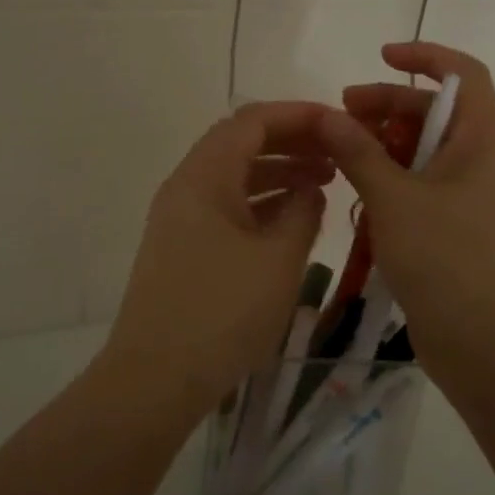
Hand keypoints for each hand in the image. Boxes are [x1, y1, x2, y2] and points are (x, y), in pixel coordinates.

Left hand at [102, 101, 332, 419]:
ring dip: (278, 173)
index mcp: (205, 176)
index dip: (299, 115)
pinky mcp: (182, 247)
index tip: (340, 125)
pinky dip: (261, 203)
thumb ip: (302, 212)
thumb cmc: (222, 313)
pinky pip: (226, 207)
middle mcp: (187, 186)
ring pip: (234, 176)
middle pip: (241, 143)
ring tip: (324, 184)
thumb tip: (310, 190)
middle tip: (337, 154)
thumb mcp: (278, 260)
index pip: (253, 121)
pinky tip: (292, 219)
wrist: (154, 379)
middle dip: (292, 142)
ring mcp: (180, 218)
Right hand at [316, 42, 494, 374]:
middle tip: (340, 116)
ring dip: (382, 146)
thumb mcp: (395, 199)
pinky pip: (417, 188)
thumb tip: (327, 115)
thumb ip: (358, 153)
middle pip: (434, 112)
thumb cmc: (448, 260)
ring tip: (339, 157)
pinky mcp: (450, 230)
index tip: (381, 57)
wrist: (490, 346)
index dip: (426, 55)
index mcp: (479, 141)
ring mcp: (465, 198)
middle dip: (387, 105)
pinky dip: (387, 182)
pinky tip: (355, 196)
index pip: (463, 74)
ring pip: (421, 153)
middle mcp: (476, 162)